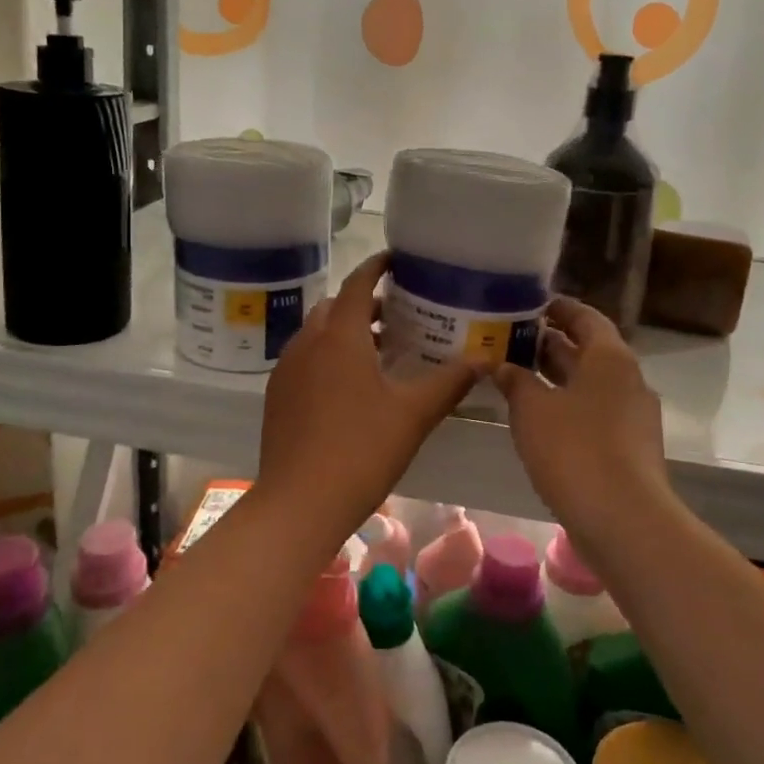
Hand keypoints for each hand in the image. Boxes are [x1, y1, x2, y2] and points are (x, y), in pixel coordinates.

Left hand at [257, 253, 477, 546]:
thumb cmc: (361, 451)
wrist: (298, 504)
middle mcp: (307, 342)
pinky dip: (326, 353)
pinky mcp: (276, 395)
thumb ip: (450, 382)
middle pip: (335, 305)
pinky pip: (304, 357)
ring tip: (377, 348)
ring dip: (344, 328)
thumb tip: (486, 359)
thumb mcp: (414, 414)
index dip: (377, 266)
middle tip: (396, 312)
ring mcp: (286, 369)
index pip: (357, 283)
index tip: (397, 260)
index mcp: (339, 336)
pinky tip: (348, 384)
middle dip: (362, 301)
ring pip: (317, 332)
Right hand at [495, 296, 671, 543]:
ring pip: (589, 383)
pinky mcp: (629, 447)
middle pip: (588, 350)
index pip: (586, 317)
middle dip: (551, 343)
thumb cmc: (575, 450)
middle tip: (512, 338)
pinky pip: (594, 412)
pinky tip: (537, 416)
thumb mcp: (532, 409)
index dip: (559, 308)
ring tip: (516, 373)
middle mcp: (627, 379)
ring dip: (556, 376)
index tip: (531, 304)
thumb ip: (515, 380)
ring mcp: (632, 415)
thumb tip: (500, 365)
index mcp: (610, 358)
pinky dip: (566, 405)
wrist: (624, 521)